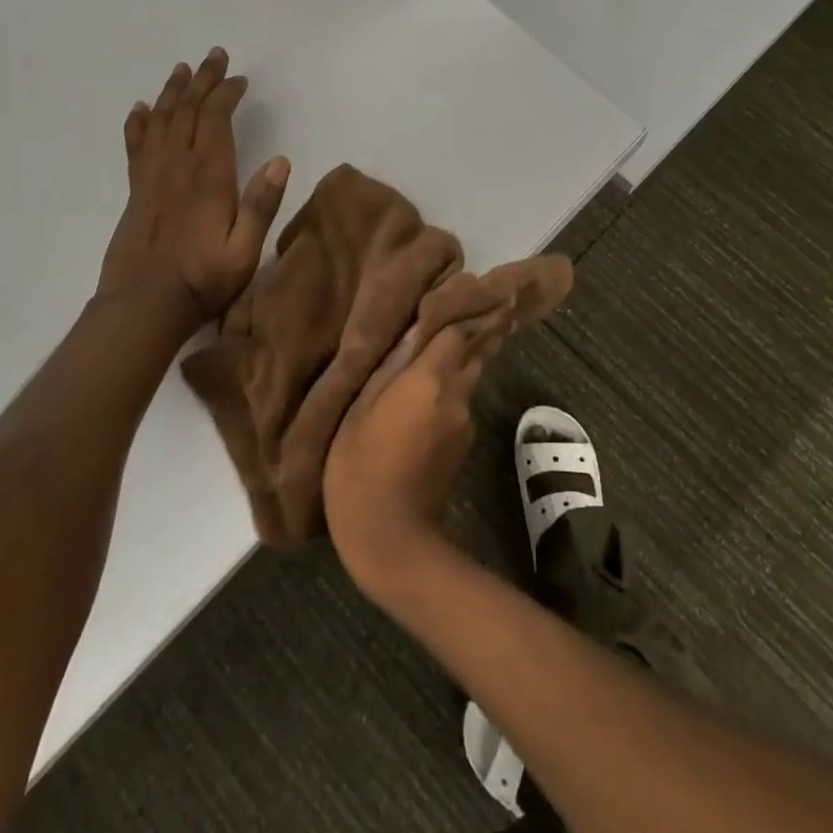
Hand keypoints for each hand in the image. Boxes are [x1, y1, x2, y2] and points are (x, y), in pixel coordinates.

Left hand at [97, 48, 289, 332]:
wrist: (143, 307)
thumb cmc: (203, 280)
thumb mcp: (245, 250)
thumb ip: (261, 205)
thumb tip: (280, 160)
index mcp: (208, 178)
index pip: (216, 121)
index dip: (226, 95)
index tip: (239, 79)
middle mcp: (177, 168)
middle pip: (188, 112)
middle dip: (202, 81)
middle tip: (214, 56)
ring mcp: (152, 178)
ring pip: (161, 122)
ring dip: (173, 93)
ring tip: (182, 70)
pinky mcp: (136, 191)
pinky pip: (136, 146)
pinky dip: (139, 123)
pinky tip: (141, 109)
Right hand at [324, 309, 514, 603]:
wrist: (391, 540)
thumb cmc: (360, 469)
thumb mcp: (360, 411)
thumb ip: (389, 367)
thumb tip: (414, 331)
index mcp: (431, 381)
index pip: (458, 332)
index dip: (459, 310)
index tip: (460, 292)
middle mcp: (457, 396)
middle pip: (472, 353)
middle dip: (470, 333)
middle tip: (463, 311)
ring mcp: (465, 423)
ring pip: (467, 379)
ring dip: (457, 365)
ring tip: (434, 355)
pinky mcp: (463, 446)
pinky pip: (458, 405)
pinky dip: (448, 395)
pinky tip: (424, 402)